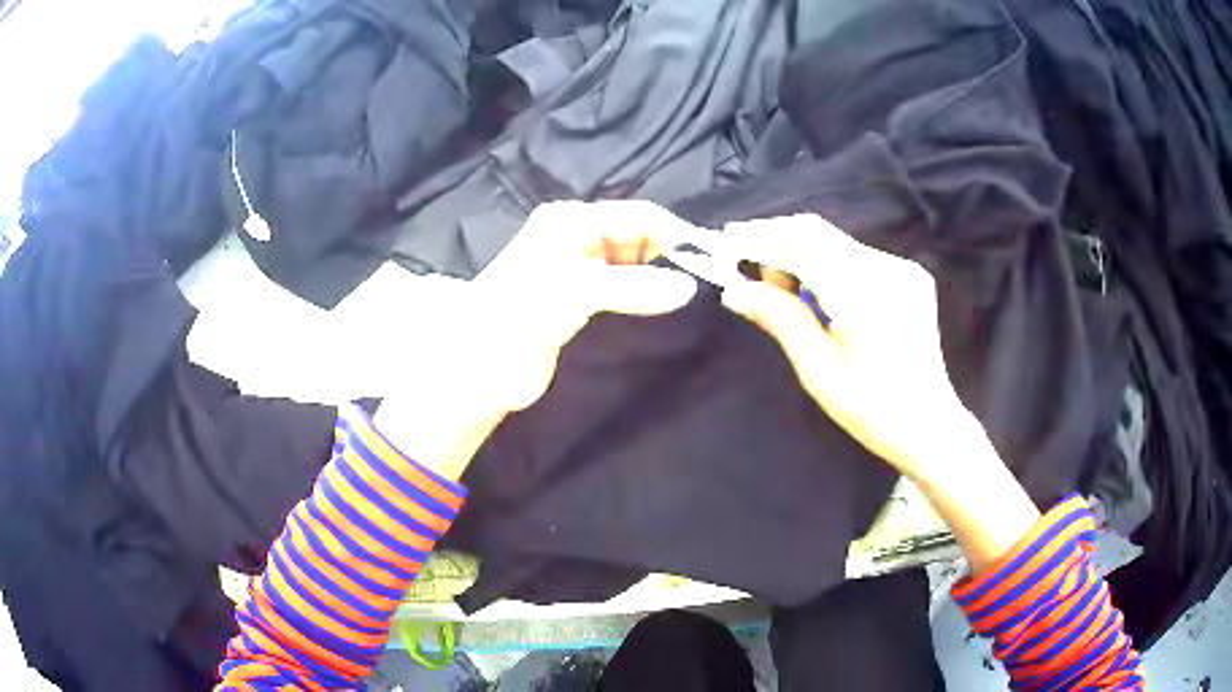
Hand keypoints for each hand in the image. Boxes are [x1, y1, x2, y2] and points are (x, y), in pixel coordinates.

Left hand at [375, 201, 697, 479]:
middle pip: (638, 236)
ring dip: (658, 276)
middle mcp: (577, 237)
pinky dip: (643, 295)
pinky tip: (663, 306)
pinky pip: (623, 288)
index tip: (711, 261)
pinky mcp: (581, 300)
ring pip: (633, 263)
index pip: (638, 215)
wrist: (477, 367)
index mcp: (571, 221)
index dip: (676, 234)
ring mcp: (579, 269)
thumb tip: (690, 286)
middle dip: (670, 254)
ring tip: (688, 297)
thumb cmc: (519, 315)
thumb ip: (635, 286)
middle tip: (704, 283)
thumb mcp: (577, 291)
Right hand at [718, 214, 1039, 570]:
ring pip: (836, 243)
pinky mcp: (908, 275)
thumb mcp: (818, 371)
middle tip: (755, 276)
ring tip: (787, 293)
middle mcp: (886, 269)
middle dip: (779, 244)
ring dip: (803, 257)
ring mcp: (902, 269)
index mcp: (863, 295)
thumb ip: (780, 319)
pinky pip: (856, 256)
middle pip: (819, 233)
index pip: (804, 240)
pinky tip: (823, 298)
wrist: (929, 424)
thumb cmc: (872, 410)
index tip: (728, 239)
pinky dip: (828, 266)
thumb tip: (734, 290)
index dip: (763, 233)